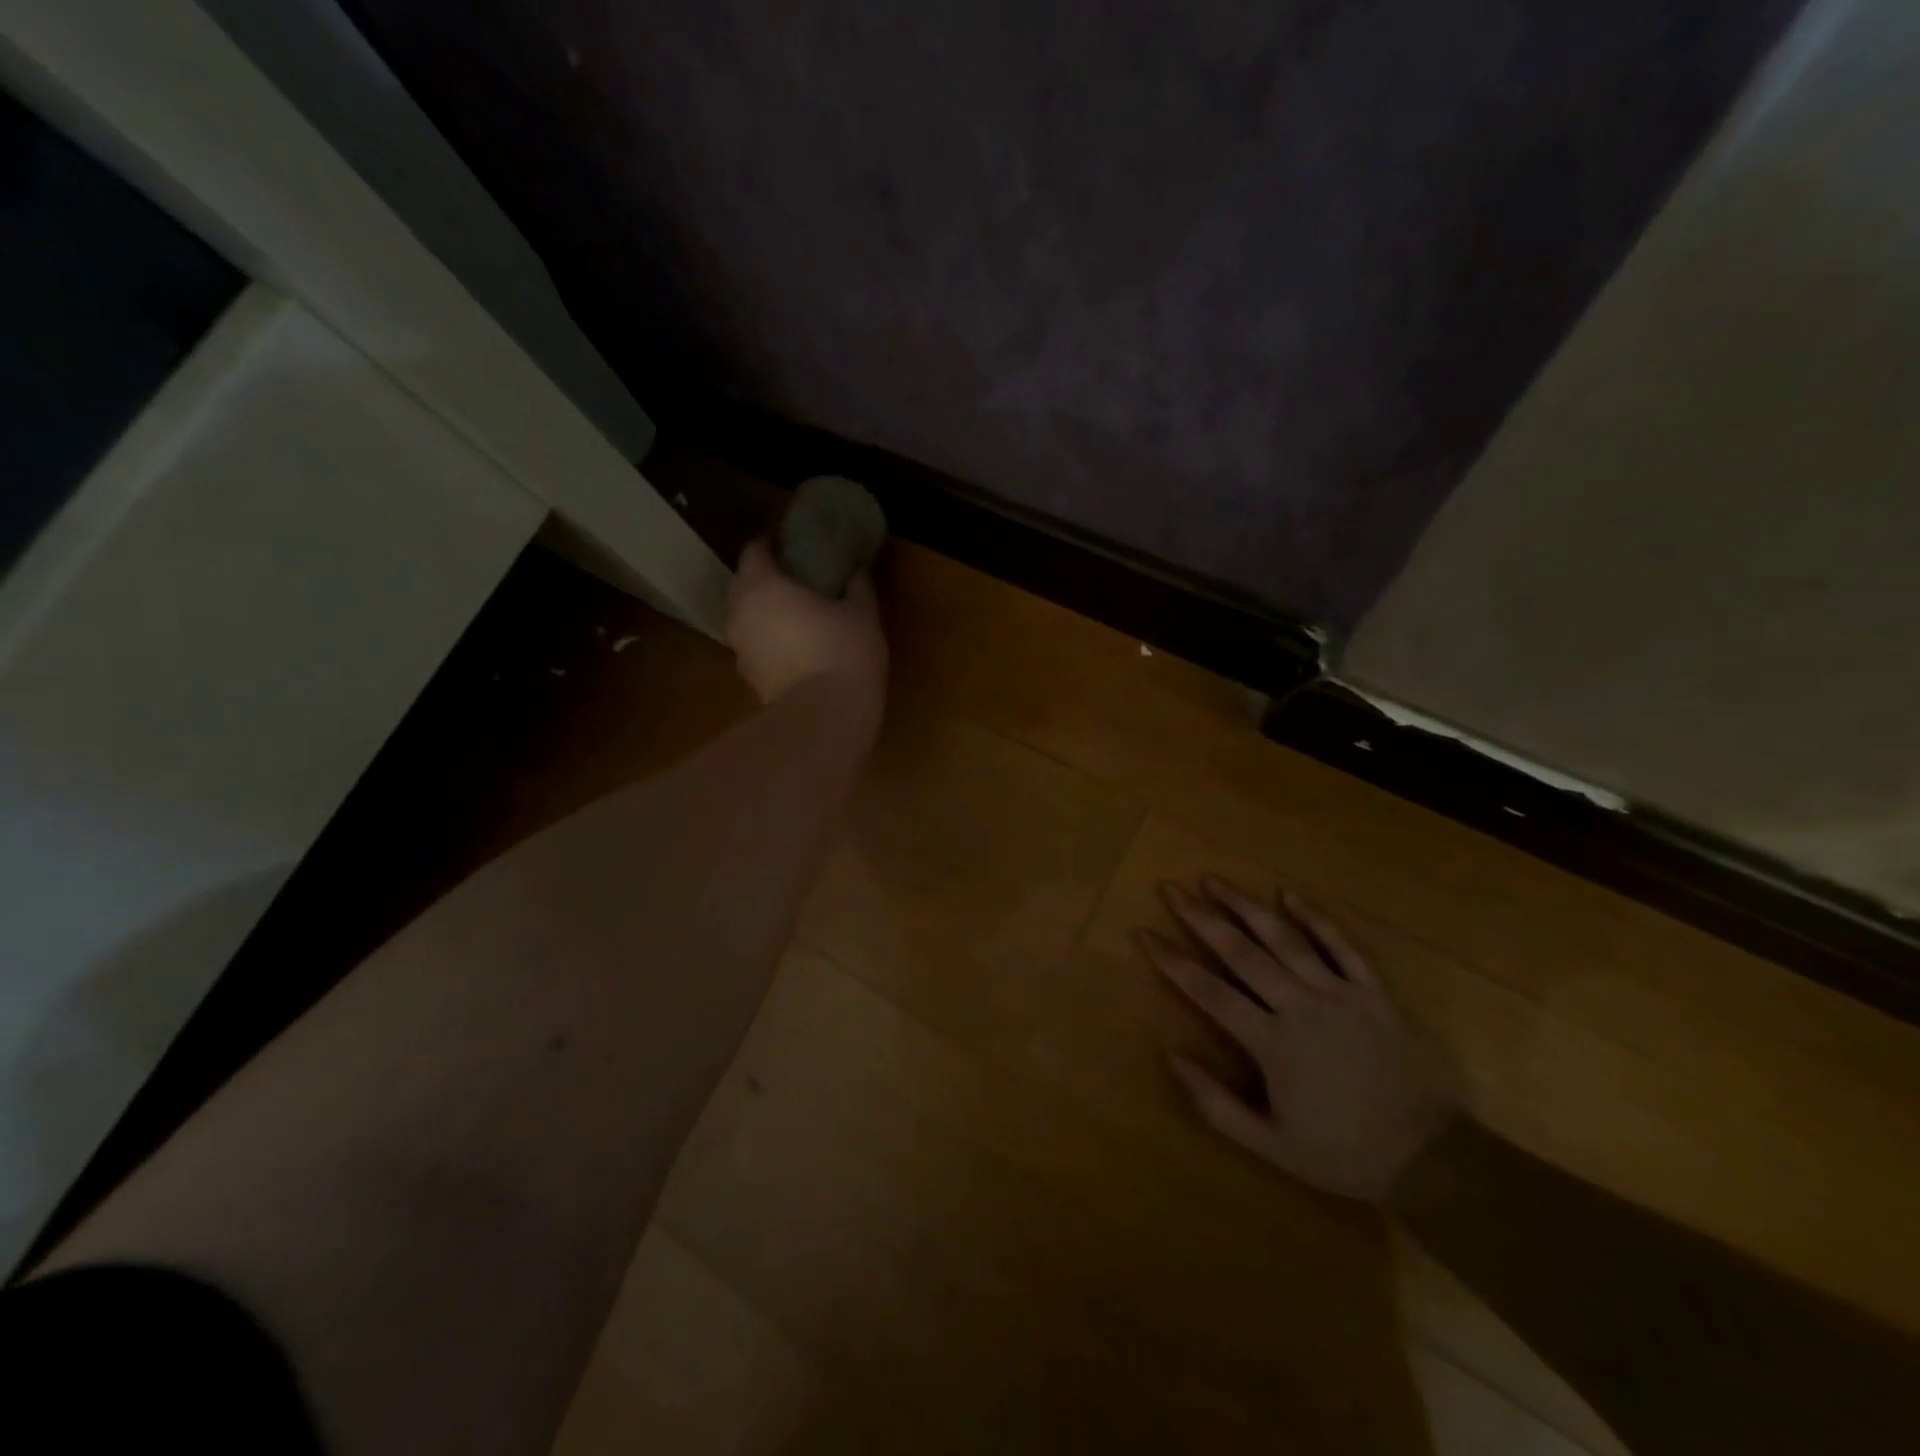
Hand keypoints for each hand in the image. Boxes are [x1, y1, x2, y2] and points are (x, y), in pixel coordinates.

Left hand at [726, 538, 888, 707]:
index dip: (771, 543)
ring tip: (797, 614)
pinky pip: (755, 646)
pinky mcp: (748, 678)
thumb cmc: (843, 653)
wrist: (824, 718)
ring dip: (766, 612)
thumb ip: (857, 586)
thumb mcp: (862, 614)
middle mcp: (739, 612)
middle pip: (745, 584)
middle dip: (766, 578)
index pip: (754, 550)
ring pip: (747, 617)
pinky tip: (796, 648)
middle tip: (797, 578)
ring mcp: (739, 648)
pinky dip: (769, 641)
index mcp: (761, 585)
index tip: (792, 544)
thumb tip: (857, 569)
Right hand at [1138, 877, 1461, 1203]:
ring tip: (1215, 881)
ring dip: (1246, 906)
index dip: (1173, 961)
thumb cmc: (1343, 1153)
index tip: (1145, 934)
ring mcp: (1340, 993)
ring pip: (1285, 938)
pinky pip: (1342, 945)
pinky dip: (1315, 917)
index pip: (1209, 991)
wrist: (1432, 1159)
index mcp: (1272, 1043)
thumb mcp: (1270, 1145)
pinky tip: (1289, 893)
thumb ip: (1215, 1103)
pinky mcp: (1374, 991)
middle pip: (1241, 952)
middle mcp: (1300, 1006)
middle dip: (1201, 918)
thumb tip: (1171, 1056)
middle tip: (1172, 889)